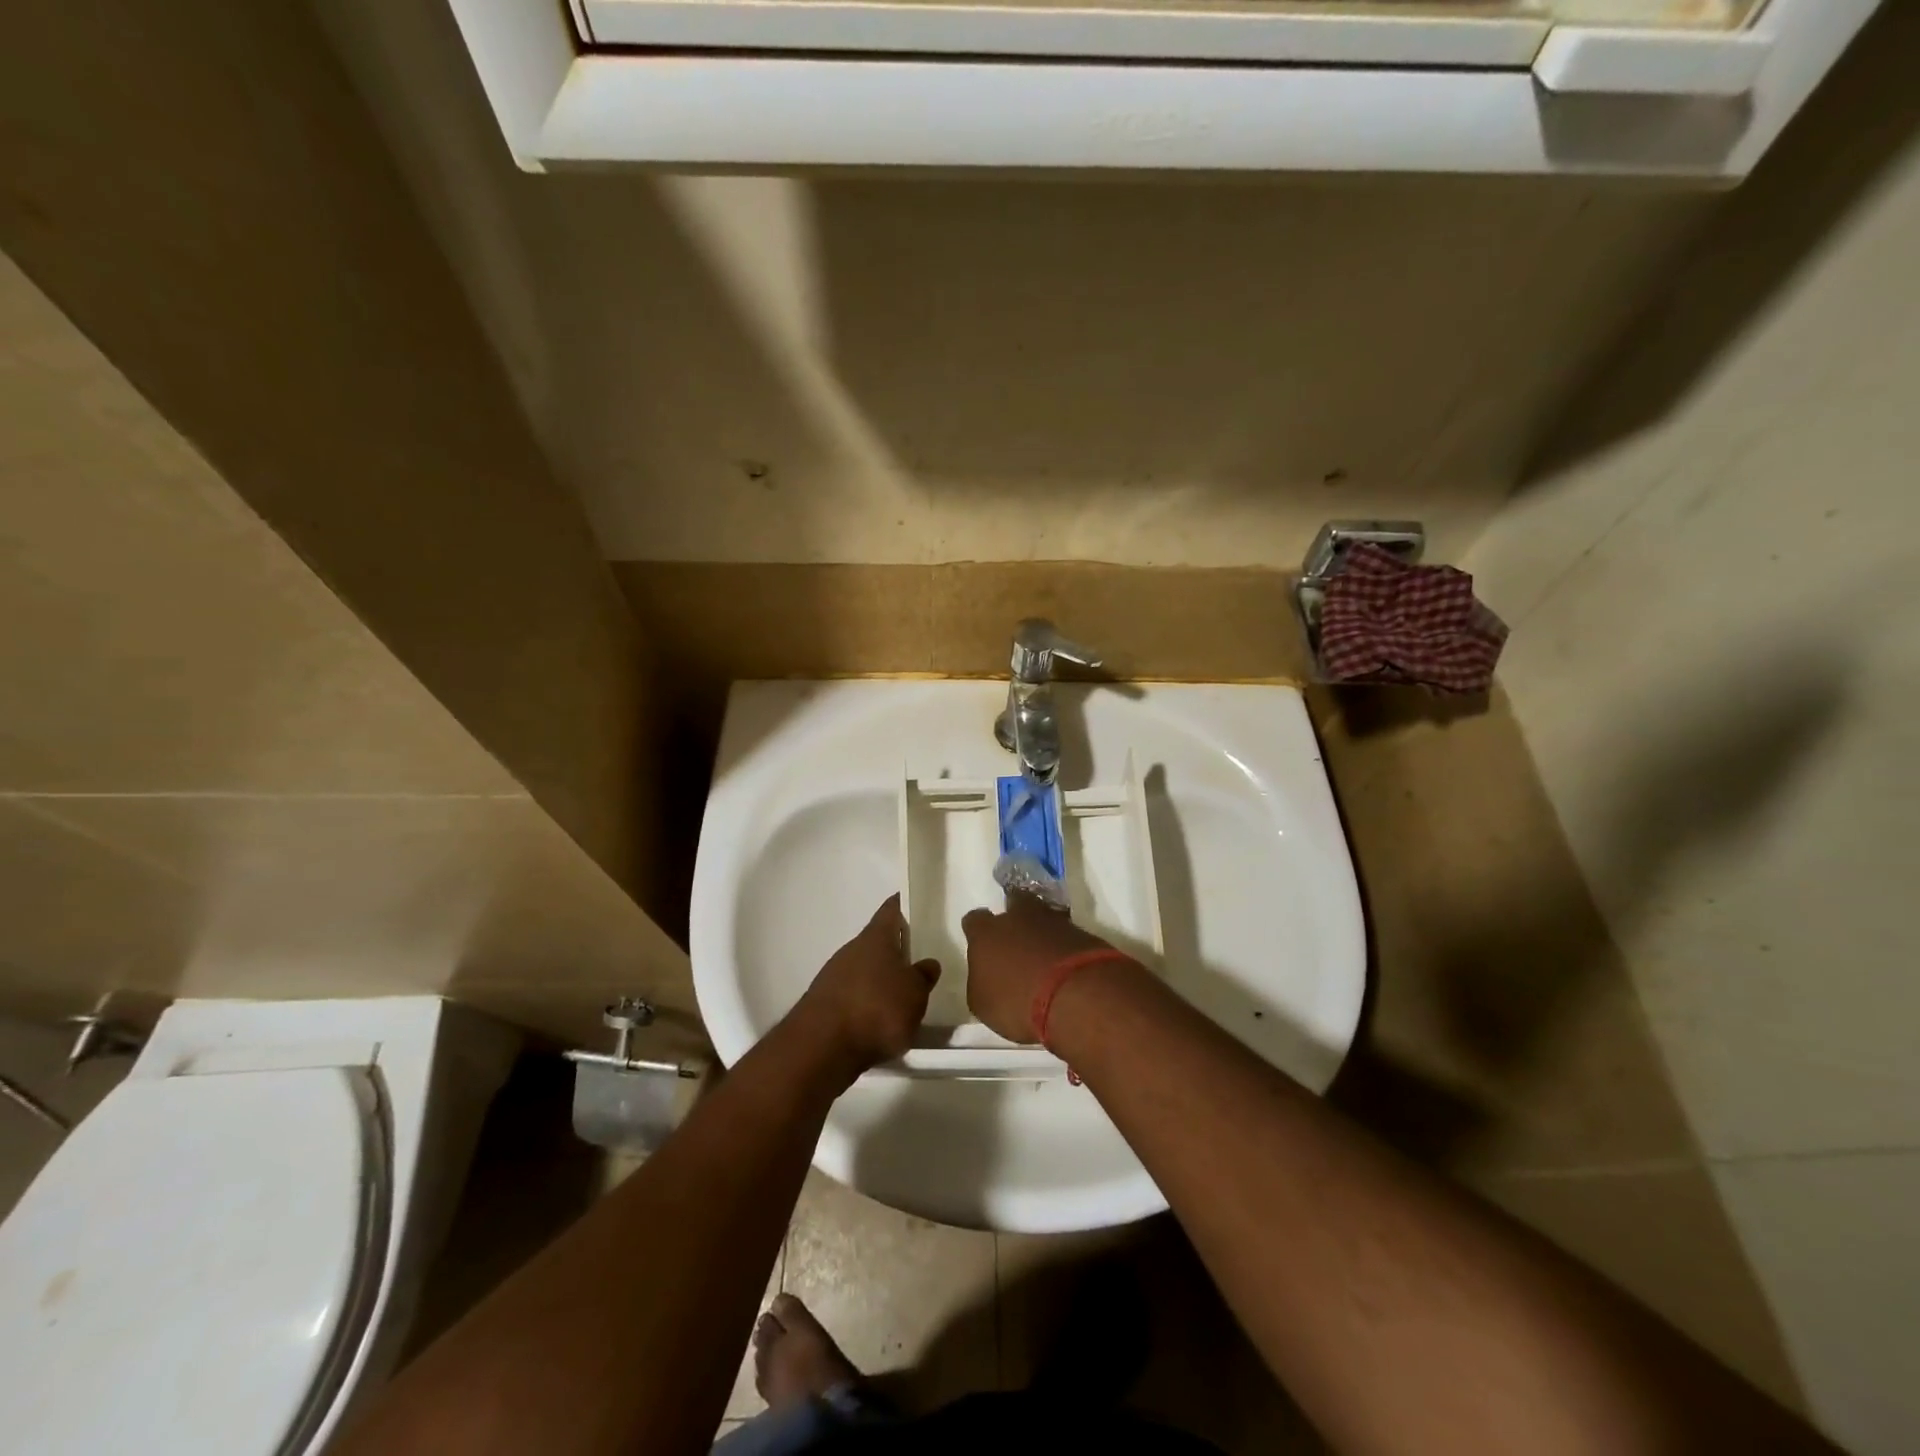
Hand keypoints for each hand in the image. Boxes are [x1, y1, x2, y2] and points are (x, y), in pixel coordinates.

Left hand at [793, 895, 940, 1075]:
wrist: (822, 1047)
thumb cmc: (877, 1009)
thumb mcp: (915, 994)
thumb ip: (923, 976)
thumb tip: (928, 963)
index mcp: (875, 938)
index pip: (890, 910)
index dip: (901, 905)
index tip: (912, 903)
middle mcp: (852, 950)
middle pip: (876, 942)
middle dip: (894, 949)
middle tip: (916, 959)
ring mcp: (834, 976)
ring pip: (863, 969)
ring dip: (879, 979)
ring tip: (901, 996)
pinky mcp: (824, 1004)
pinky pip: (852, 994)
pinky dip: (866, 1002)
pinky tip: (878, 1020)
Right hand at [960, 894, 1130, 1042]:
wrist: (1076, 995)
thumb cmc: (1017, 1001)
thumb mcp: (984, 1004)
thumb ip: (981, 983)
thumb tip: (985, 976)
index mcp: (986, 933)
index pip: (974, 921)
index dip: (978, 931)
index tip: (981, 945)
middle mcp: (1018, 917)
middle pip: (1014, 903)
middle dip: (1015, 917)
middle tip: (1017, 940)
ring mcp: (1054, 921)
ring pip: (1045, 916)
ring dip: (1043, 931)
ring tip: (1045, 955)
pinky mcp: (1083, 933)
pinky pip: (1069, 935)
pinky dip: (1066, 946)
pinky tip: (1067, 965)